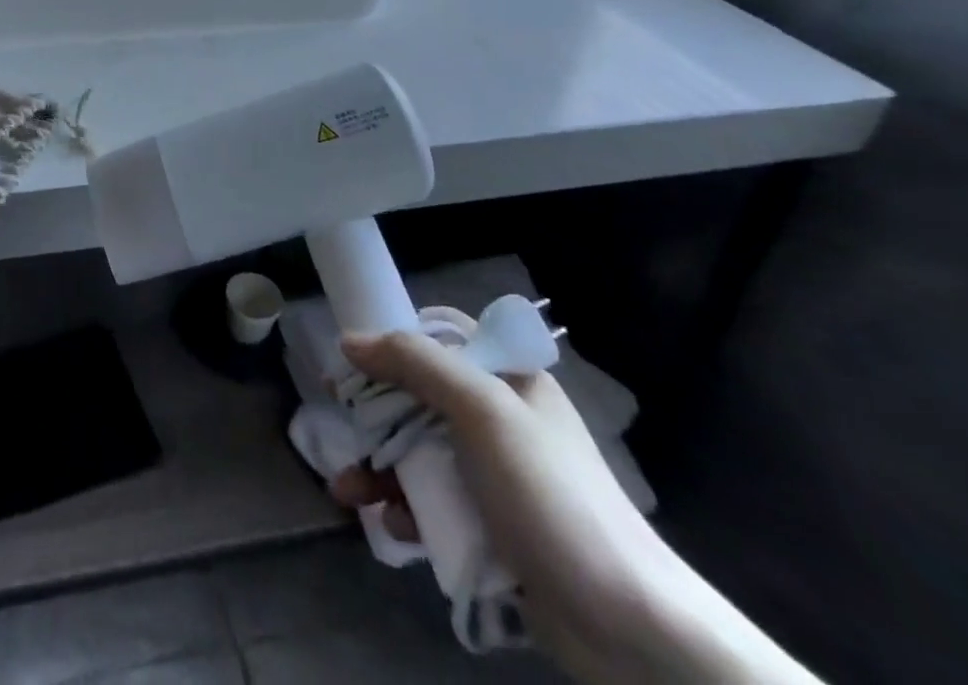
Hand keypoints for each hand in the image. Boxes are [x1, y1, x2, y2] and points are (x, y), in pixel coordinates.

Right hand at [330, 329, 715, 682]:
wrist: (630, 629)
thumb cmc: (550, 495)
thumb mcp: (483, 410)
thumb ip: (415, 363)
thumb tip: (350, 339)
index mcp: (507, 379)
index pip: (438, 338)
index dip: (391, 343)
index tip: (349, 362)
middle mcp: (500, 419)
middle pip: (419, 397)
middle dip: (374, 415)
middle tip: (338, 425)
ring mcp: (496, 476)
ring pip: (419, 454)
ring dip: (379, 468)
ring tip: (347, 492)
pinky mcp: (493, 528)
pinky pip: (435, 504)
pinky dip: (407, 509)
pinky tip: (391, 525)